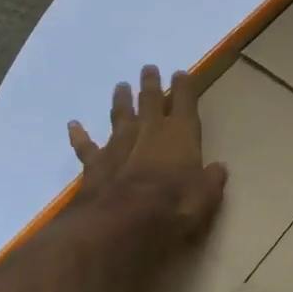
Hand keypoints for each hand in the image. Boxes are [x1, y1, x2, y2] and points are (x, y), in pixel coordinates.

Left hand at [68, 65, 227, 254]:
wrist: (121, 222)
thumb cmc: (172, 208)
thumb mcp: (205, 198)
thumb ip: (211, 180)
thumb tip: (219, 168)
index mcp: (180, 136)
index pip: (185, 103)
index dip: (184, 87)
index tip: (182, 74)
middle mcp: (149, 132)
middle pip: (150, 101)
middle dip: (151, 84)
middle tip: (148, 68)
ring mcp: (119, 145)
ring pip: (120, 115)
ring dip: (121, 101)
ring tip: (120, 86)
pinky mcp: (96, 163)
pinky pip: (86, 145)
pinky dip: (79, 135)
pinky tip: (73, 125)